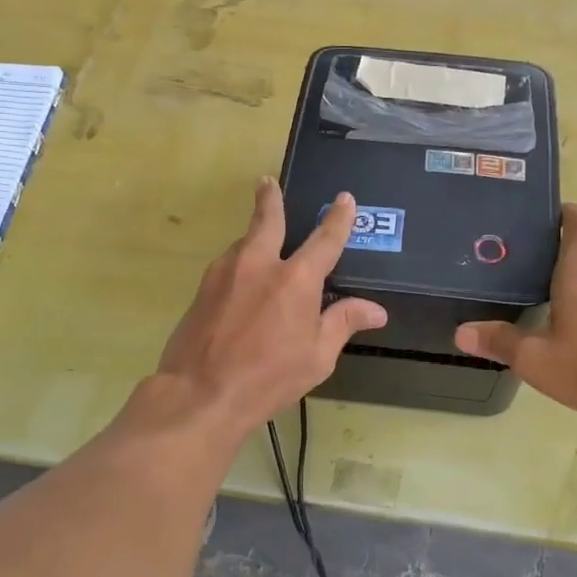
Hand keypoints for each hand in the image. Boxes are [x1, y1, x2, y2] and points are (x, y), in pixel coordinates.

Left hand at [155, 177, 386, 436]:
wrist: (201, 394)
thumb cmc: (269, 378)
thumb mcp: (317, 357)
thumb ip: (343, 324)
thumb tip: (375, 310)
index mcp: (296, 280)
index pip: (325, 240)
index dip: (338, 218)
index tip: (344, 199)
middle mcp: (259, 264)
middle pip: (267, 220)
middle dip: (270, 198)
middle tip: (267, 182)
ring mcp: (225, 273)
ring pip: (243, 243)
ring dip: (254, 238)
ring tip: (261, 244)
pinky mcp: (202, 289)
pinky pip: (228, 265)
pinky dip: (240, 263)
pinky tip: (242, 282)